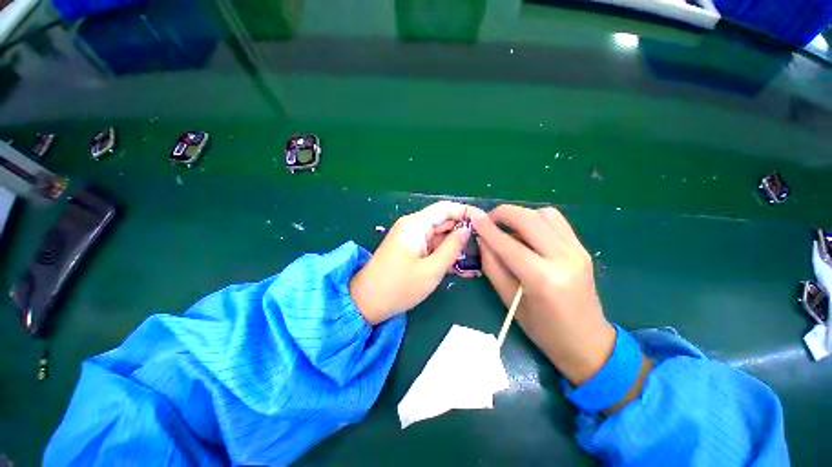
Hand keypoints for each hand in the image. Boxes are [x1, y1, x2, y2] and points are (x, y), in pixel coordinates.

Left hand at [351, 201, 480, 324]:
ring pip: (438, 235)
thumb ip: (452, 248)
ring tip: (475, 258)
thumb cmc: (399, 287)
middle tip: (483, 245)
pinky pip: (431, 246)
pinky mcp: (409, 249)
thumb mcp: (431, 270)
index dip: (465, 211)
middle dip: (462, 231)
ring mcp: (410, 238)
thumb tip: (467, 230)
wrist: (366, 302)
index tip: (485, 222)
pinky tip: (458, 266)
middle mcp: (412, 226)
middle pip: (442, 221)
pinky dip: (444, 253)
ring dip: (454, 245)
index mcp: (415, 225)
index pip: (445, 208)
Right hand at [472, 205, 616, 385]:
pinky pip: (556, 221)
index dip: (487, 228)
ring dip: (521, 215)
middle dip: (503, 213)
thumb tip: (482, 240)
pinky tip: (527, 233)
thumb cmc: (543, 329)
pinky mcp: (582, 248)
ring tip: (508, 229)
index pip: (508, 244)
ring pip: (544, 214)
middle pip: (529, 219)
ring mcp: (577, 250)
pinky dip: (536, 219)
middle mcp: (564, 258)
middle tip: (488, 220)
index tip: (473, 217)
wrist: (587, 341)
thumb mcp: (509, 300)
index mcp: (543, 279)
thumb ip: (492, 266)